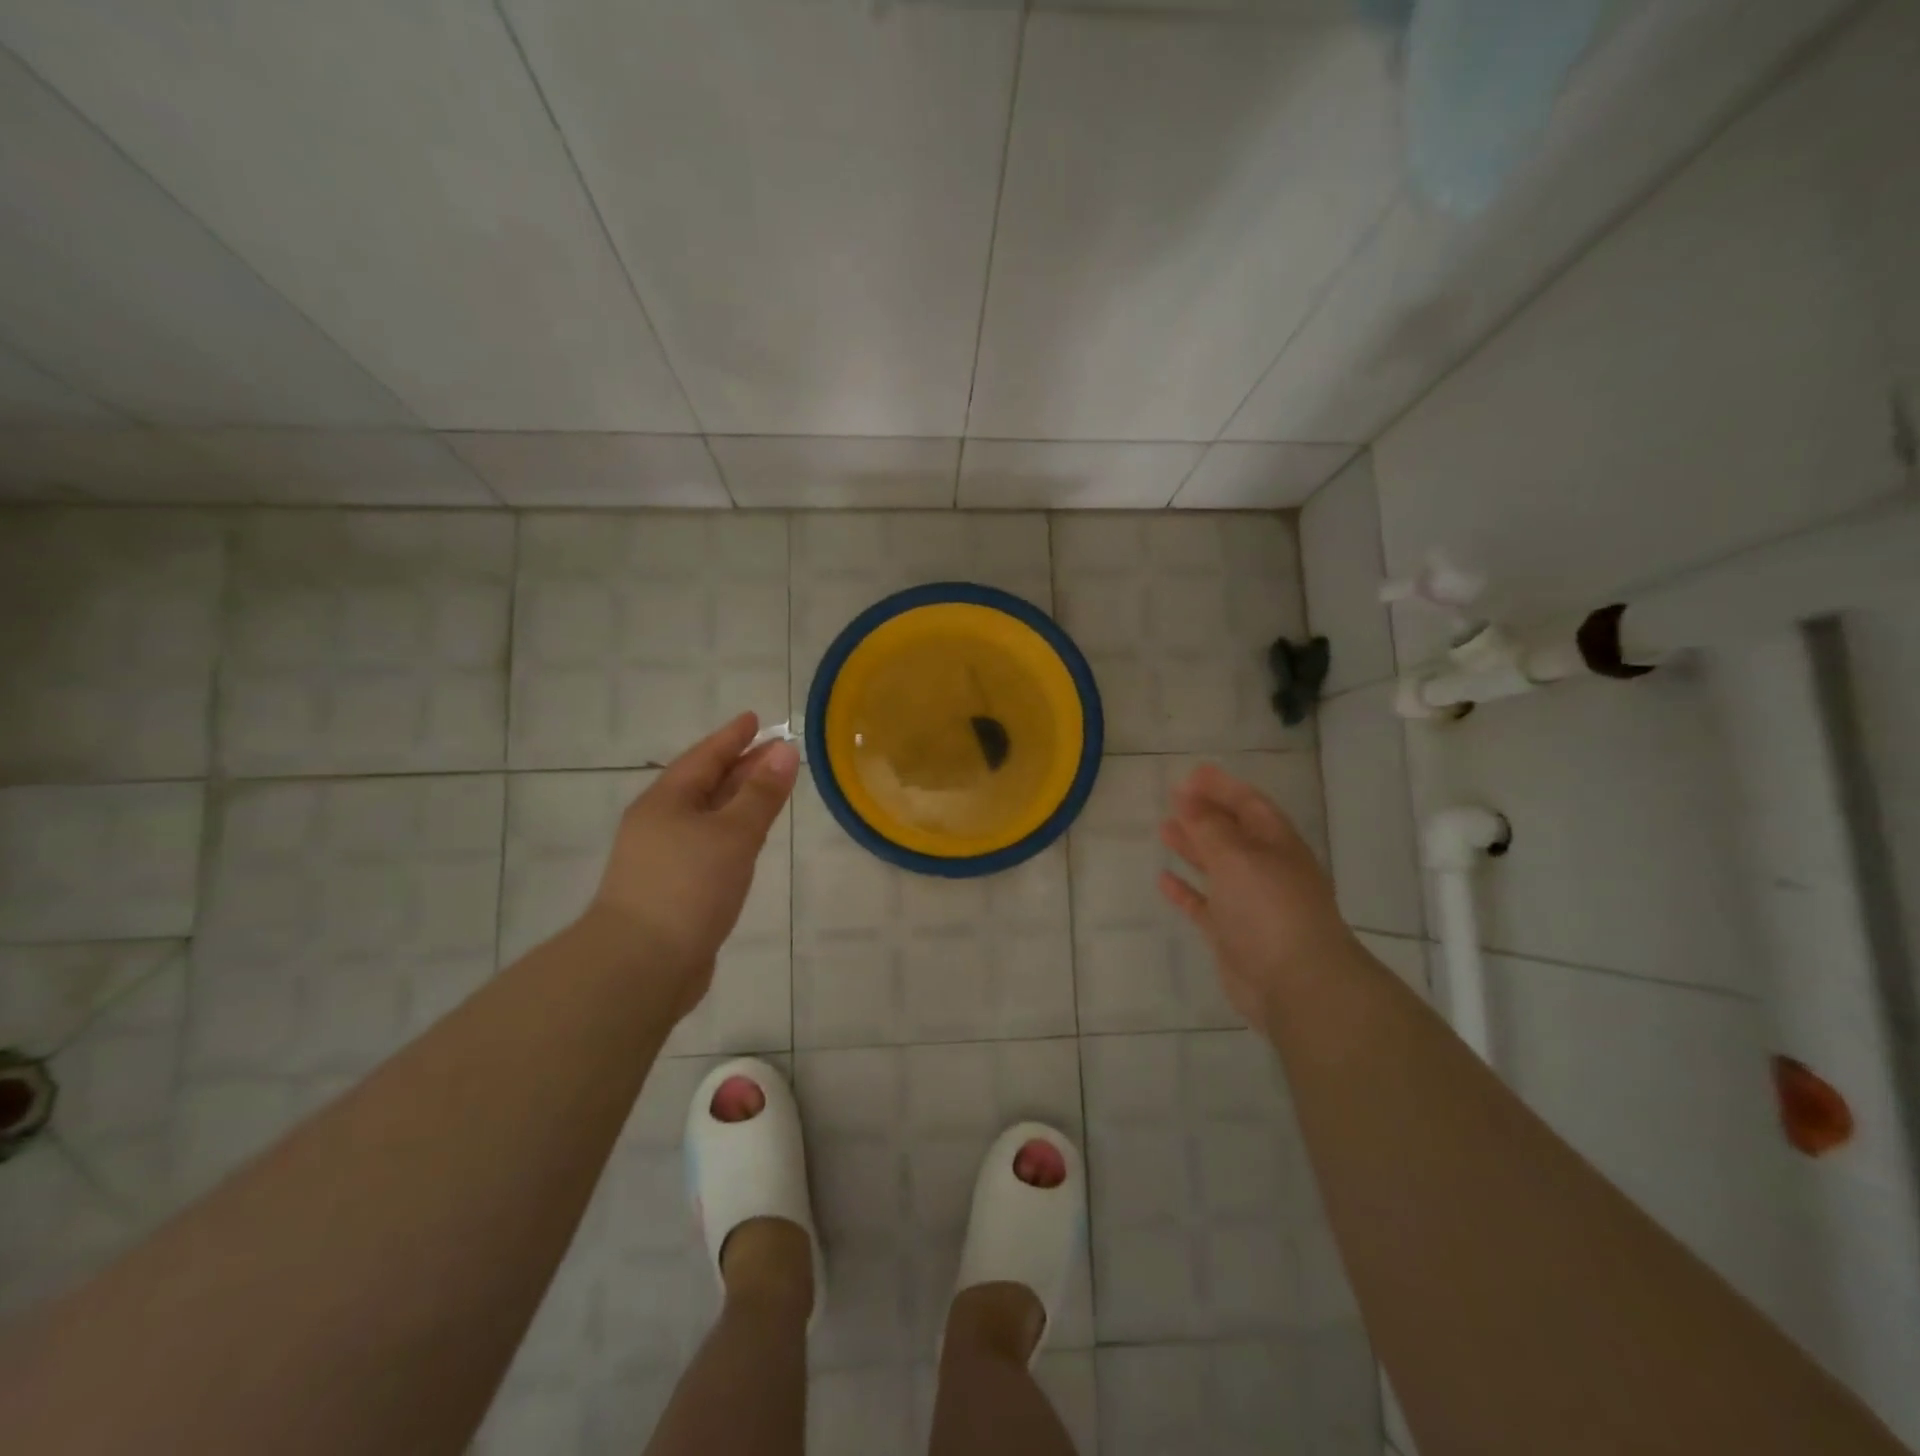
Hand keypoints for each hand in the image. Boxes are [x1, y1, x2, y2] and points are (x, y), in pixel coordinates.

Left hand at [589, 712, 799, 1015]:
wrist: (641, 966)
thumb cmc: (688, 887)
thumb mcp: (733, 834)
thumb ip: (761, 794)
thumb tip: (785, 751)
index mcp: (666, 801)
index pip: (705, 757)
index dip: (733, 737)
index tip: (755, 718)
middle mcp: (660, 823)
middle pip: (706, 784)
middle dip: (741, 766)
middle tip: (776, 752)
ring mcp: (663, 858)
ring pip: (708, 817)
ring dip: (738, 800)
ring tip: (769, 790)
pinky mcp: (673, 889)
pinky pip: (709, 845)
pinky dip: (732, 833)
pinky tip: (748, 841)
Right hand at [1157, 763, 1355, 1028]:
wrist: (1297, 984)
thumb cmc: (1269, 908)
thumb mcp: (1237, 856)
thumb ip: (1208, 826)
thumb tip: (1186, 797)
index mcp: (1277, 844)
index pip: (1249, 804)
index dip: (1221, 787)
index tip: (1190, 774)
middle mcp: (1266, 869)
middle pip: (1233, 833)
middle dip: (1205, 814)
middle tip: (1173, 797)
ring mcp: (1250, 903)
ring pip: (1218, 867)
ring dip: (1193, 847)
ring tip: (1164, 829)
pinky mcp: (1233, 934)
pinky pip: (1205, 904)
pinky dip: (1186, 891)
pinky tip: (1163, 879)